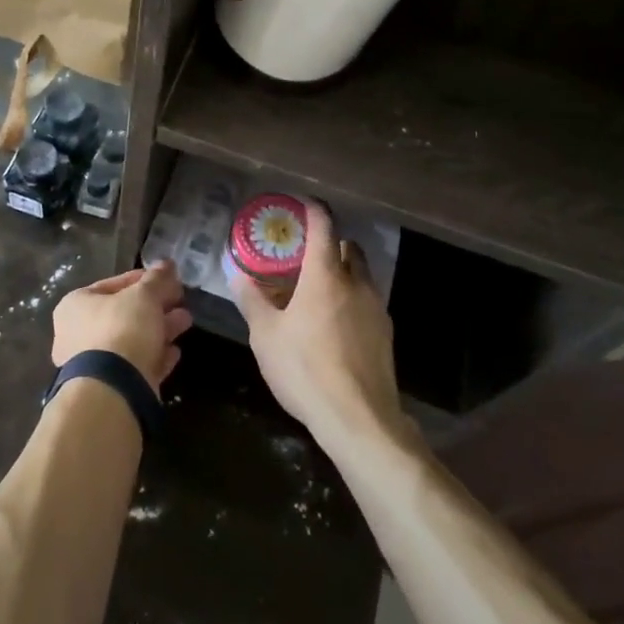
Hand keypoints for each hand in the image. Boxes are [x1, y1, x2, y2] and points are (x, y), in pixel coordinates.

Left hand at [51, 263, 193, 394]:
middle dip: (156, 306)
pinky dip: (155, 357)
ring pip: (132, 340)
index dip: (143, 279)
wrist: (112, 390)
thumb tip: (167, 264)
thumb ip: (157, 279)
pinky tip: (175, 352)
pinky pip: (135, 365)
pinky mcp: (109, 387)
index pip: (113, 284)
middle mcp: (78, 333)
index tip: (168, 279)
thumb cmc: (121, 329)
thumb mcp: (144, 296)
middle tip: (181, 301)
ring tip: (186, 322)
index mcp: (76, 305)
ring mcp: (92, 364)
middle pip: (124, 313)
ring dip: (160, 330)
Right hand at [229, 200, 404, 448]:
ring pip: (362, 276)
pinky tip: (334, 325)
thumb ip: (252, 300)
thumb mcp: (266, 336)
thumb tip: (237, 273)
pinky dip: (352, 300)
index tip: (302, 204)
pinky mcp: (386, 335)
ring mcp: (376, 309)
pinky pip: (367, 303)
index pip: (323, 227)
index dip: (313, 211)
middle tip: (305, 256)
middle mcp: (356, 284)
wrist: (359, 419)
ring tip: (318, 291)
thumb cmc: (305, 369)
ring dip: (343, 273)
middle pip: (348, 248)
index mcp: (325, 276)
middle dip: (330, 244)